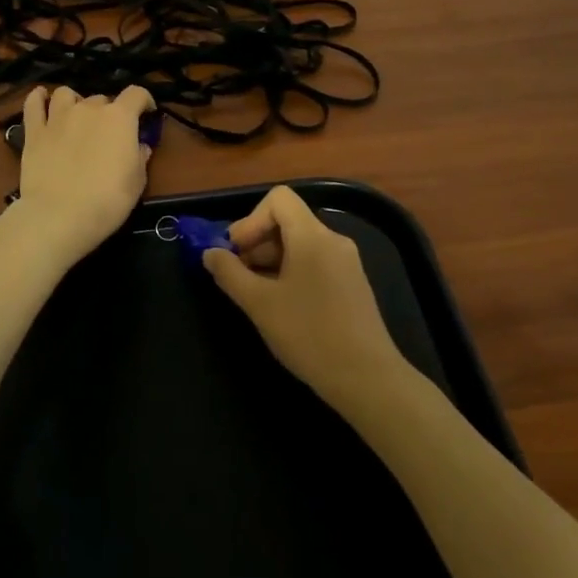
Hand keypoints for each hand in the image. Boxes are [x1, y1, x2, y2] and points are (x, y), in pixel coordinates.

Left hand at [14, 85, 155, 266]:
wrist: (60, 216)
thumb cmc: (108, 200)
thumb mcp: (137, 182)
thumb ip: (140, 157)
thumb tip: (140, 146)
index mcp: (119, 118)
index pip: (136, 94)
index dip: (144, 101)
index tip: (147, 114)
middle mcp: (88, 109)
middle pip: (101, 98)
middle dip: (108, 112)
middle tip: (108, 134)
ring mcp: (58, 118)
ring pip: (66, 94)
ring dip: (74, 101)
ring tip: (76, 117)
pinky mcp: (34, 132)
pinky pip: (33, 104)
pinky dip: (38, 98)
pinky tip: (41, 99)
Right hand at [202, 186, 409, 408]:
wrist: (367, 378)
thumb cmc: (309, 335)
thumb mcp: (259, 304)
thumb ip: (230, 273)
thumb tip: (210, 253)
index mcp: (312, 236)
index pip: (278, 199)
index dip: (250, 220)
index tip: (236, 253)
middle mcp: (333, 240)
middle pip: (288, 221)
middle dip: (257, 243)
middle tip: (239, 278)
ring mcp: (346, 262)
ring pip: (300, 244)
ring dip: (272, 260)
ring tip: (257, 296)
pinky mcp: (352, 283)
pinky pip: (315, 262)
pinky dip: (292, 273)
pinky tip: (283, 307)